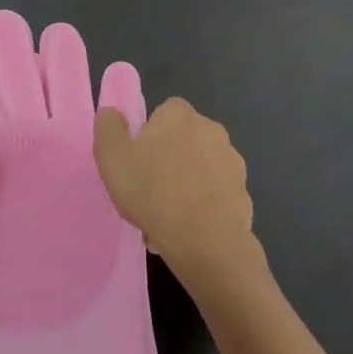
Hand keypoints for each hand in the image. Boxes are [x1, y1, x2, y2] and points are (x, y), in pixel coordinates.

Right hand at [94, 97, 256, 281]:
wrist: (205, 241)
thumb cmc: (153, 190)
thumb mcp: (112, 156)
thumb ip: (108, 127)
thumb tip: (112, 113)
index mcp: (180, 115)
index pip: (164, 112)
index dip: (149, 134)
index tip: (137, 160)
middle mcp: (212, 130)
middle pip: (183, 141)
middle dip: (168, 161)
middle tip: (147, 190)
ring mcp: (232, 163)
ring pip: (199, 171)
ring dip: (185, 186)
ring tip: (164, 218)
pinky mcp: (244, 195)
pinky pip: (215, 197)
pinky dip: (202, 208)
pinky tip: (186, 231)